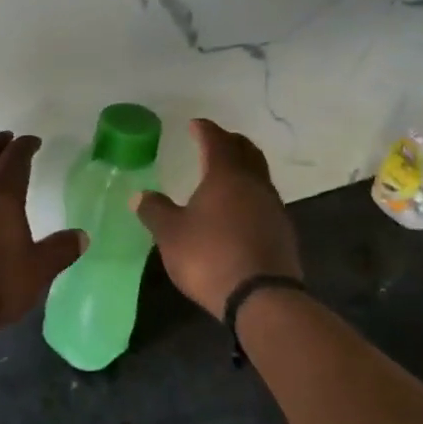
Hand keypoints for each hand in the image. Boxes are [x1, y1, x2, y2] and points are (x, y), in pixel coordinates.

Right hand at [132, 119, 301, 317]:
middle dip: (230, 142)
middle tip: (215, 141)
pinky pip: (264, 199)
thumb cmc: (210, 257)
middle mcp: (253, 184)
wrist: (262, 298)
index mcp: (225, 175)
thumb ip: (155, 211)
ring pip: (258, 174)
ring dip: (243, 167)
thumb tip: (140, 194)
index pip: (216, 140)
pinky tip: (238, 208)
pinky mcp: (282, 231)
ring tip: (225, 174)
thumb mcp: (171, 234)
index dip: (205, 130)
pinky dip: (249, 193)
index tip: (195, 125)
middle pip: (246, 151)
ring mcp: (273, 207)